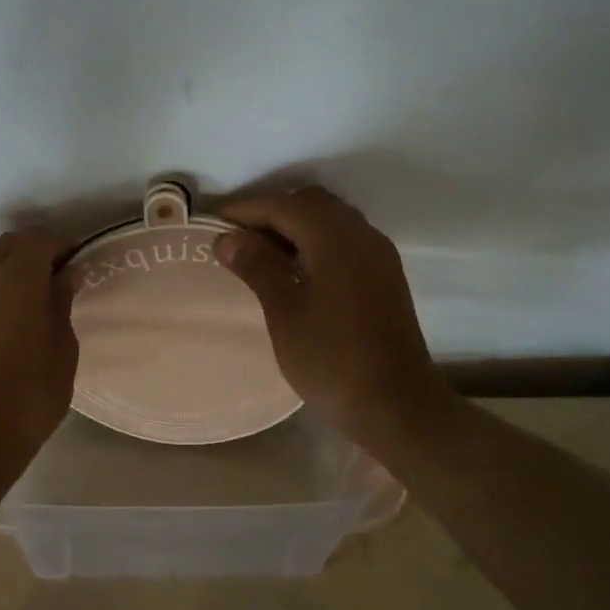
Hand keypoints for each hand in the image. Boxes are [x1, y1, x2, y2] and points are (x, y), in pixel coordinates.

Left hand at [0, 227, 78, 463]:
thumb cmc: (28, 395)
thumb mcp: (62, 349)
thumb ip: (61, 304)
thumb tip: (65, 276)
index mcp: (18, 274)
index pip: (40, 238)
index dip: (60, 246)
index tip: (75, 264)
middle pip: (8, 243)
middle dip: (31, 253)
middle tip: (51, 281)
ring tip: (16, 293)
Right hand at [216, 186, 454, 441]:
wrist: (398, 406)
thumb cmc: (332, 359)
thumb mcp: (284, 312)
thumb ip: (257, 267)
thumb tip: (228, 237)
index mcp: (333, 237)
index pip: (281, 204)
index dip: (243, 209)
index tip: (211, 220)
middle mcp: (360, 234)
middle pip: (309, 203)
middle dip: (270, 211)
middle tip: (235, 237)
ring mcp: (377, 254)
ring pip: (329, 219)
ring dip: (294, 225)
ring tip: (259, 253)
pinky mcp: (384, 275)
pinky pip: (344, 239)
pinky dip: (314, 241)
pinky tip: (294, 269)